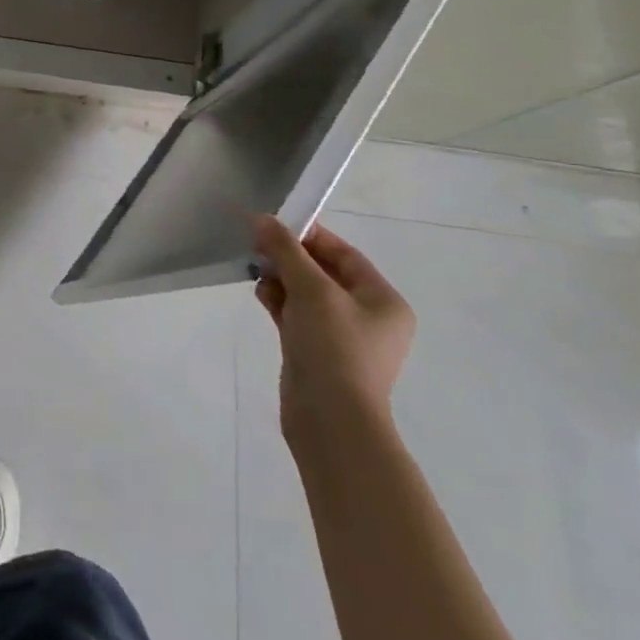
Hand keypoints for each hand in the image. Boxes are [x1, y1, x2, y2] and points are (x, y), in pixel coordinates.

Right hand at [253, 215, 414, 447]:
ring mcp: (343, 338)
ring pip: (307, 295)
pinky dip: (280, 303)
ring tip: (256, 271)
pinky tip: (261, 294)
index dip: (309, 236)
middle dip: (290, 259)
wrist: (331, 420)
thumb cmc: (333, 348)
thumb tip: (263, 219)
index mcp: (383, 301)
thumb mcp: (311, 290)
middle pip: (324, 273)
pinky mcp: (318, 354)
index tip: (273, 226)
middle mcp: (369, 318)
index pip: (345, 255)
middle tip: (257, 246)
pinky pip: (298, 317)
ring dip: (281, 280)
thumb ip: (286, 251)